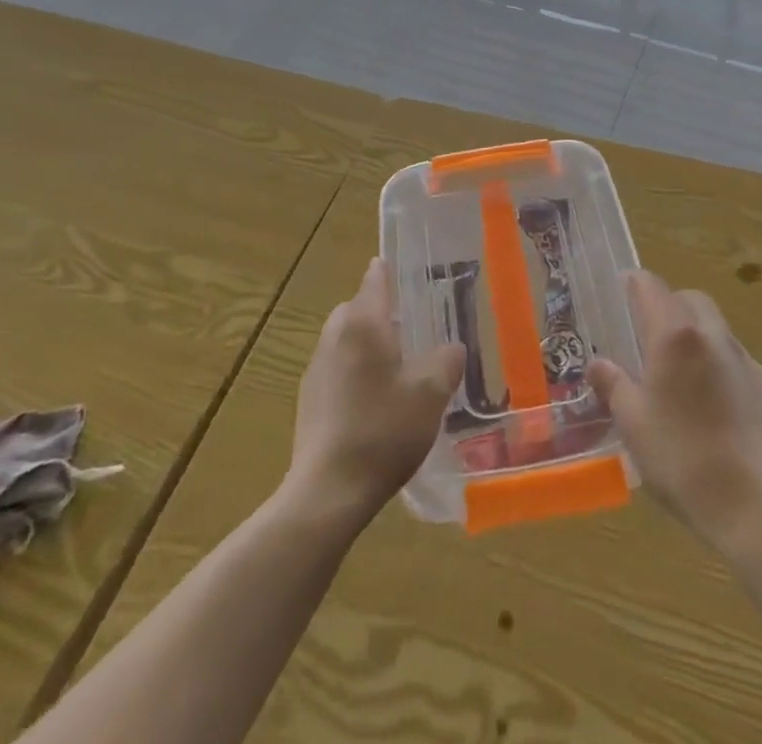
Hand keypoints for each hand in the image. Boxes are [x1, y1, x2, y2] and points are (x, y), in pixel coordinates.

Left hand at [284, 257, 464, 528]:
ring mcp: (316, 368)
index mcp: (362, 323)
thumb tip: (452, 347)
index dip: (392, 270)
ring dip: (368, 344)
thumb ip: (446, 361)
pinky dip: (355, 371)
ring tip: (399, 368)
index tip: (411, 270)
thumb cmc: (383, 430)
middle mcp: (334, 336)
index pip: (375, 279)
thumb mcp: (430, 394)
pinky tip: (376, 402)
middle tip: (413, 329)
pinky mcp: (309, 399)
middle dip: (381, 312)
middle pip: (357, 308)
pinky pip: (337, 368)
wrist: (328, 491)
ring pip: (345, 339)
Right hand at [587, 270, 761, 554]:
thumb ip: (613, 384)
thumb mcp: (633, 422)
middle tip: (644, 335)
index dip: (631, 284)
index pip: (650, 285)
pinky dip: (713, 360)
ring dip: (691, 332)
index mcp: (675, 335)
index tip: (617, 294)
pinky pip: (731, 356)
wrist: (754, 507)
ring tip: (673, 372)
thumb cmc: (682, 458)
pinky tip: (704, 401)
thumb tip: (598, 364)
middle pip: (687, 298)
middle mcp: (712, 334)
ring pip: (713, 325)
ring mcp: (743, 358)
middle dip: (665, 305)